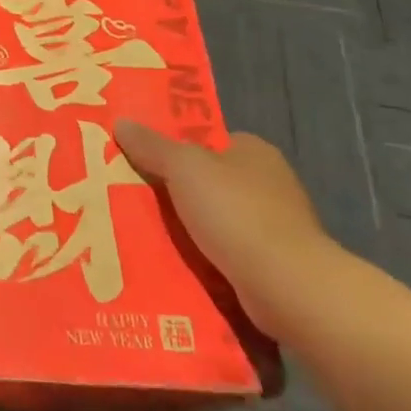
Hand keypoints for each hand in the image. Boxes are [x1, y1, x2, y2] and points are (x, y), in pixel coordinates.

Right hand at [114, 121, 333, 336]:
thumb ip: (151, 145)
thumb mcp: (183, 167)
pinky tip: (171, 263)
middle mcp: (269, 185)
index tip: (140, 159)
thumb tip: (122, 122)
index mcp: (254, 151)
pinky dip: (201, 259)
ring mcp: (274, 229)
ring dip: (185, 229)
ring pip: (213, 221)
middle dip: (174, 191)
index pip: (208, 141)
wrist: (288, 288)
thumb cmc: (237, 212)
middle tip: (130, 196)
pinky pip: (224, 255)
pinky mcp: (273, 267)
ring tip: (140, 233)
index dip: (174, 147)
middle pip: (207, 181)